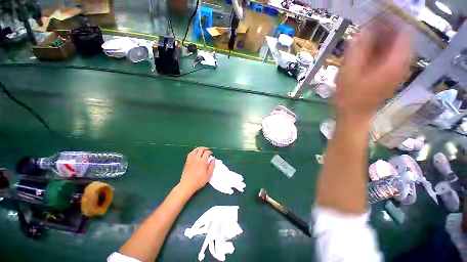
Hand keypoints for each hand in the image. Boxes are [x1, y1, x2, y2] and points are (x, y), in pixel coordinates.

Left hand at [179, 147, 214, 194]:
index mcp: (203, 161)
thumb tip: (213, 159)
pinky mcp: (187, 162)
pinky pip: (190, 153)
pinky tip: (195, 154)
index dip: (210, 152)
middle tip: (207, 150)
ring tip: (201, 151)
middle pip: (200, 149)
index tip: (211, 154)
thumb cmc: (199, 180)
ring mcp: (191, 159)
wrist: (187, 185)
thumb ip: (212, 166)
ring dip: (199, 149)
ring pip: (195, 150)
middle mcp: (197, 158)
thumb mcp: (209, 174)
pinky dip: (193, 152)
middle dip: (205, 148)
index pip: (207, 152)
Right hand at [335, 25, 411, 121]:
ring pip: (396, 47)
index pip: (402, 33)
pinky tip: (370, 51)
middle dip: (385, 30)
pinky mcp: (392, 75)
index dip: (390, 22)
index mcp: (393, 64)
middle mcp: (401, 65)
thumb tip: (360, 33)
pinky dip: (383, 50)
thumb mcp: (348, 74)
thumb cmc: (349, 97)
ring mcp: (398, 71)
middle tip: (368, 28)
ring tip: (367, 37)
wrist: (354, 115)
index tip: (375, 18)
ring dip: (383, 40)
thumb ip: (355, 52)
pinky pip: (392, 56)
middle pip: (400, 39)